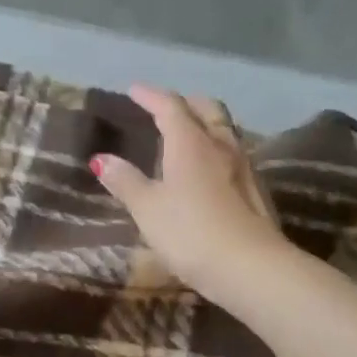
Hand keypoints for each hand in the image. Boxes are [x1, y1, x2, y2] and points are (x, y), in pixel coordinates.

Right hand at [91, 85, 286, 305]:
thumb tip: (100, 158)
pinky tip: (210, 168)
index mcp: (190, 143)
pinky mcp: (256, 190)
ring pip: (225, 130)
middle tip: (167, 107)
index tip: (134, 90)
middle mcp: (220, 145)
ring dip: (206, 124)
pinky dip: (217, 149)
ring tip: (189, 133)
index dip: (151, 96)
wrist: (249, 266)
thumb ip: (125, 181)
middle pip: (207, 110)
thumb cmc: (190, 232)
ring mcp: (243, 167)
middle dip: (186, 103)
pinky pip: (234, 154)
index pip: (170, 107)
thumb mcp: (148, 209)